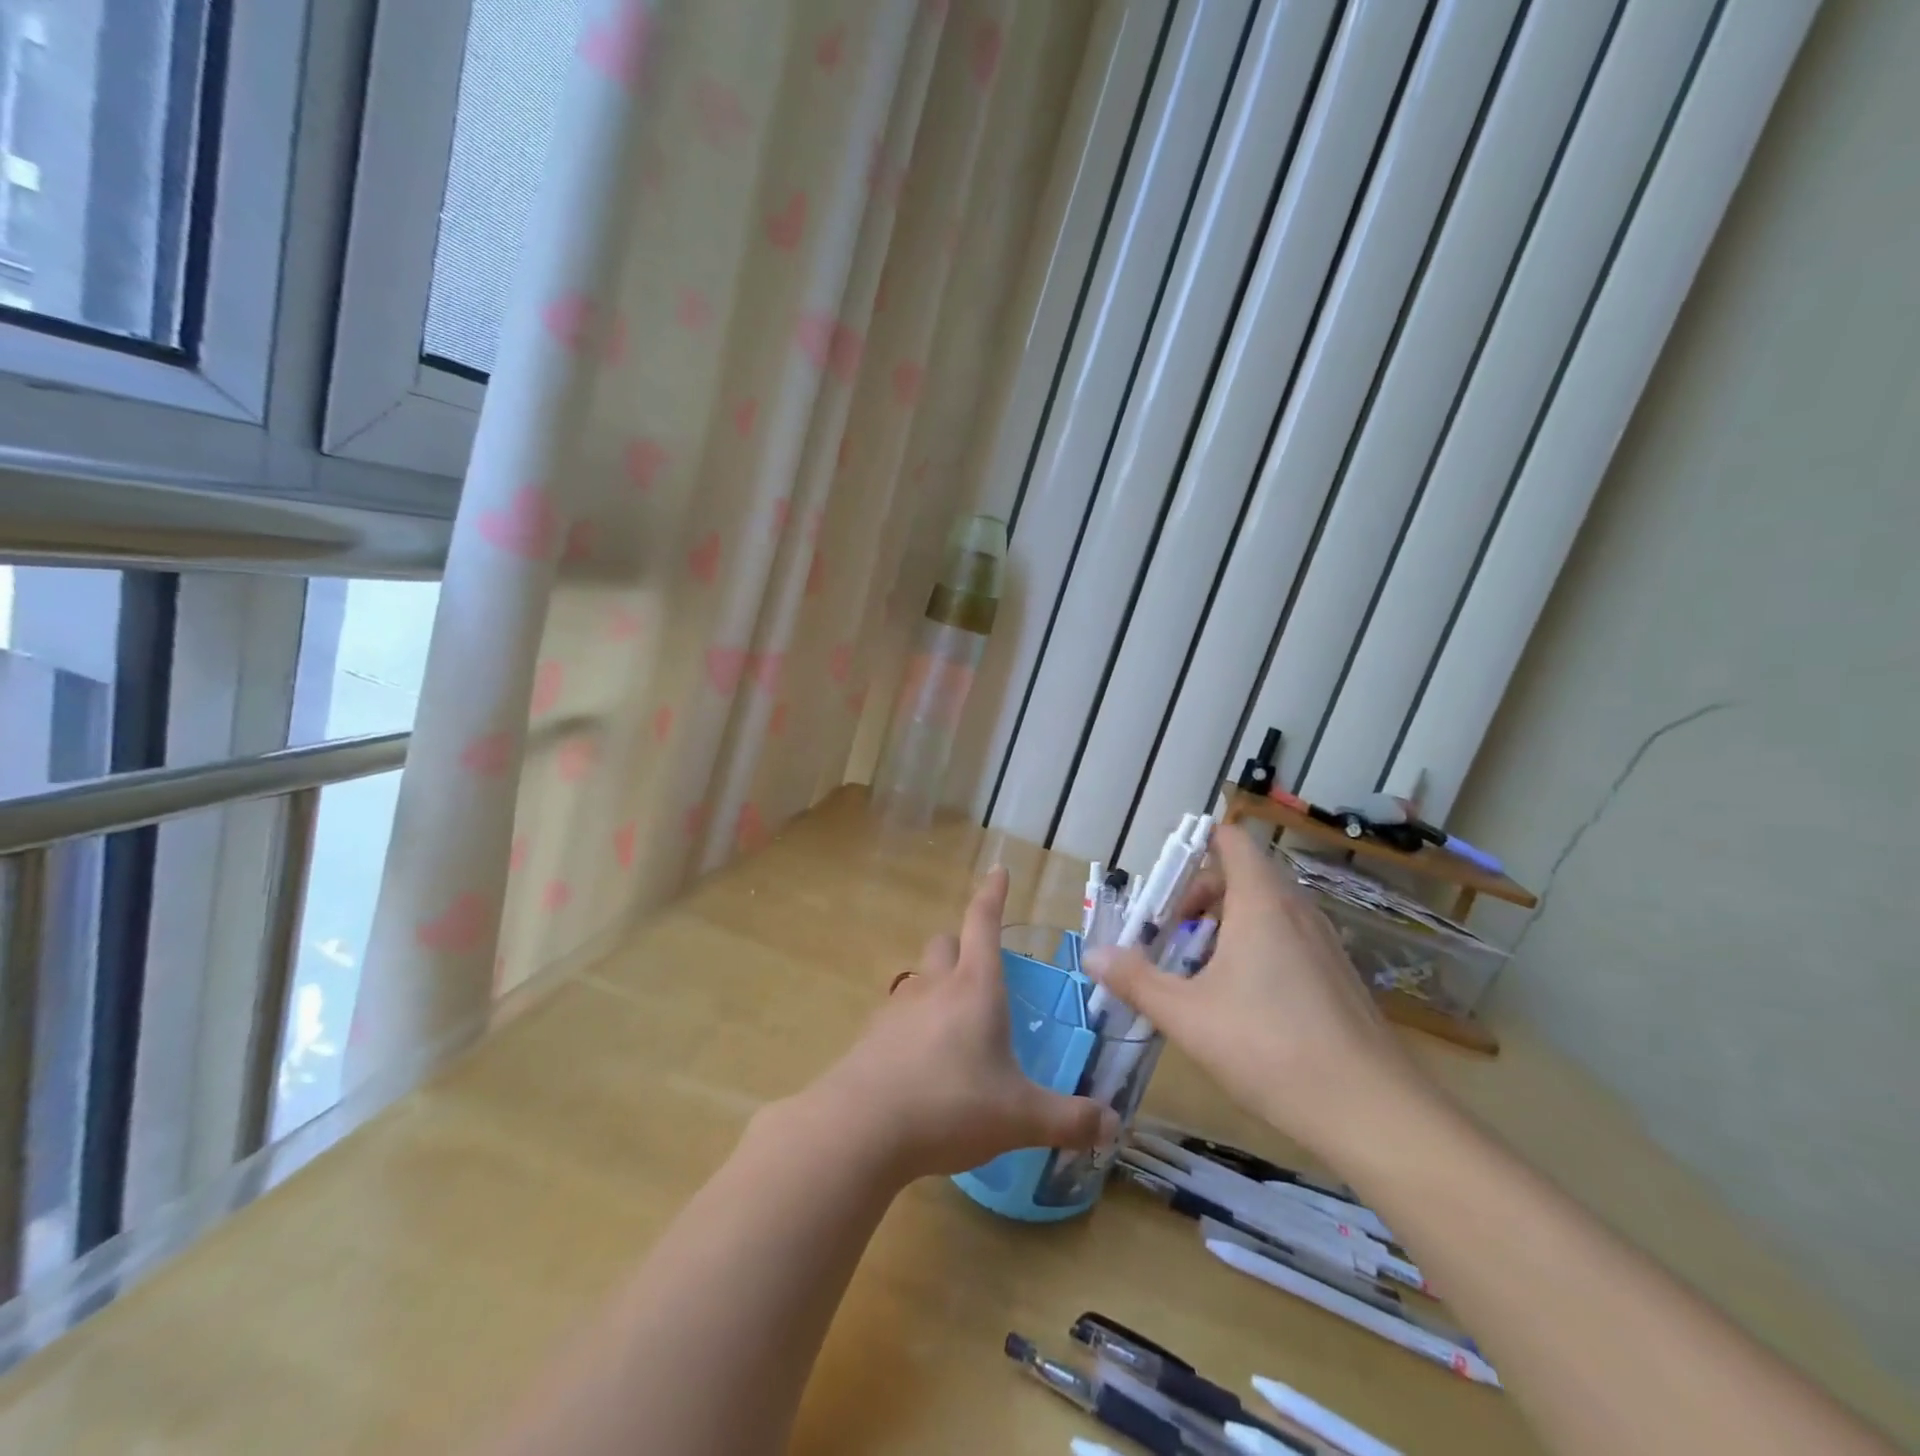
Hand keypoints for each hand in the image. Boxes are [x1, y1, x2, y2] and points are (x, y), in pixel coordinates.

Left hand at [807, 866, 1117, 1180]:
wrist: (860, 1129)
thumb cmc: (950, 1106)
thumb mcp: (1019, 1117)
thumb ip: (1069, 1119)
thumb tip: (1112, 1124)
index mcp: (975, 987)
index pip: (983, 922)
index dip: (993, 894)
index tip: (998, 870)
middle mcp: (935, 986)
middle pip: (945, 943)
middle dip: (963, 945)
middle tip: (983, 970)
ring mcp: (898, 1009)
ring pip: (921, 978)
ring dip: (939, 986)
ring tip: (957, 1024)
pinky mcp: (872, 1036)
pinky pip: (899, 1015)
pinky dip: (915, 1024)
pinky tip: (924, 1062)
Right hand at [1084, 824, 1426, 1162]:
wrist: (1374, 1113)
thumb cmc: (1269, 1048)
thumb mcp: (1187, 1015)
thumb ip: (1136, 980)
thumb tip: (1092, 955)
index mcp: (1261, 901)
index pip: (1230, 841)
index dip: (1193, 846)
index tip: (1161, 884)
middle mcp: (1296, 910)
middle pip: (1241, 875)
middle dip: (1197, 897)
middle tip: (1166, 935)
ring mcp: (1322, 944)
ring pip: (1264, 910)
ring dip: (1224, 926)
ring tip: (1194, 970)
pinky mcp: (1336, 976)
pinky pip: (1286, 939)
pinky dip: (1253, 949)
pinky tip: (1238, 1001)